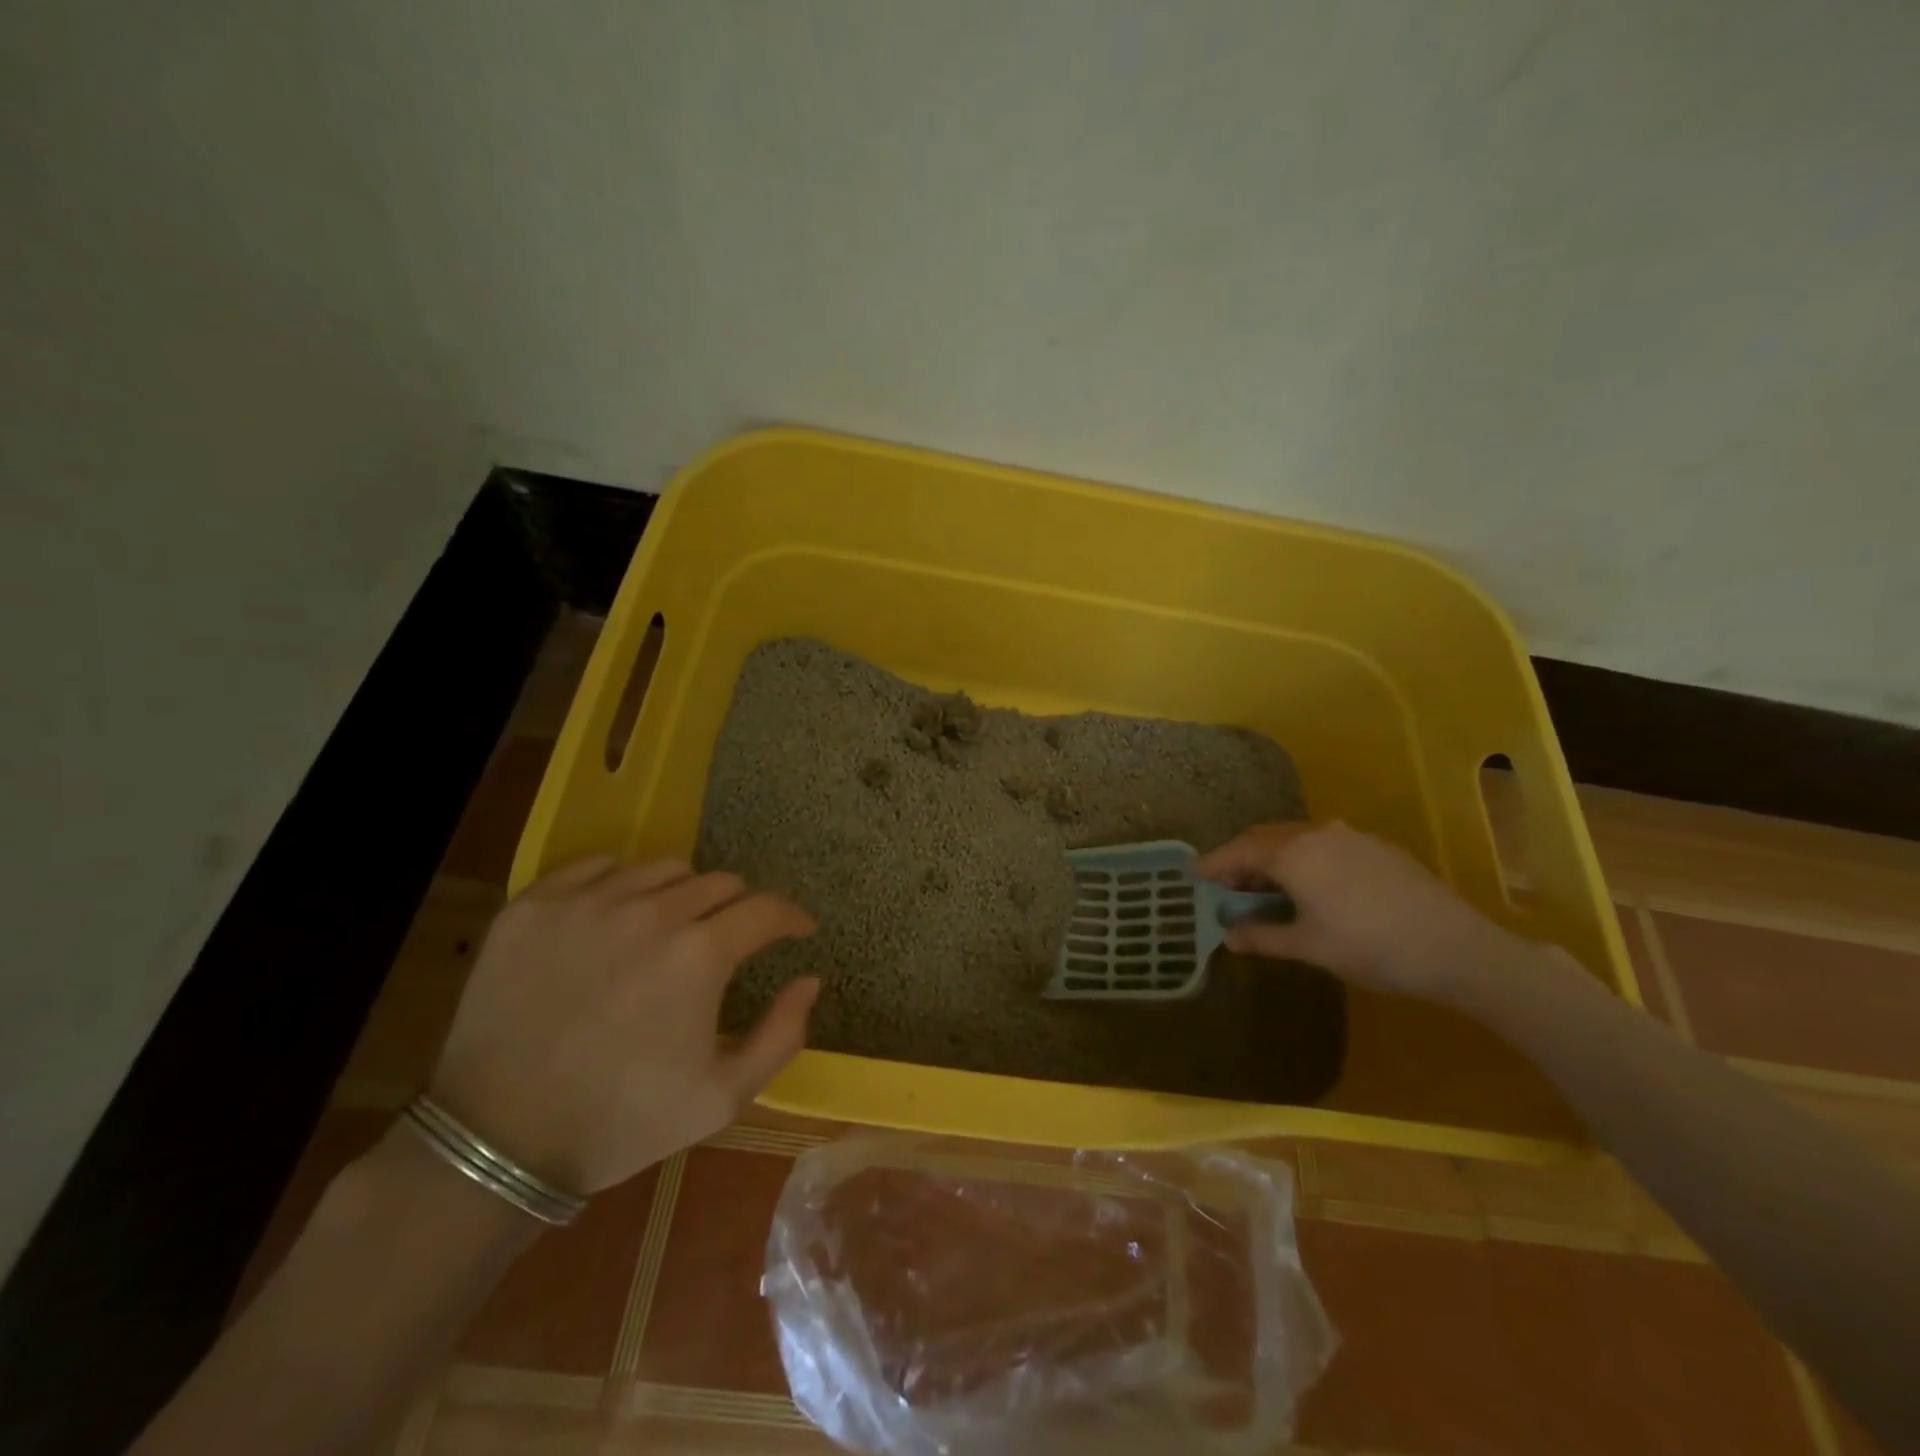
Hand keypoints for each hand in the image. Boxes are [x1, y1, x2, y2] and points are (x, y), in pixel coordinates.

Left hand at [426, 857, 817, 1194]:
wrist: (497, 1141)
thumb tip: (810, 979)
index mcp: (699, 955)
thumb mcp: (722, 1098)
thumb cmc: (620, 1121)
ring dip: (683, 893)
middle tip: (730, 938)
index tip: (798, 929)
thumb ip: (782, 1035)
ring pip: (662, 868)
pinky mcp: (534, 905)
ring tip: (673, 926)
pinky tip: (616, 915)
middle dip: (738, 908)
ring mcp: (587, 902)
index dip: (791, 917)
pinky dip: (621, 882)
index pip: (766, 909)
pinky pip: (598, 866)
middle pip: (718, 882)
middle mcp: (649, 912)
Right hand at [1197, 821, 1511, 1002]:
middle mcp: (1317, 834)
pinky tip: (1312, 885)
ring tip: (1267, 887)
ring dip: (1273, 857)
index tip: (1193, 875)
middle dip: (1241, 858)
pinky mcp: (1377, 846)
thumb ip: (1264, 937)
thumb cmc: (1370, 948)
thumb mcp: (1309, 947)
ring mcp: (1350, 836)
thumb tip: (1229, 937)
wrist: (1456, 948)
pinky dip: (1303, 857)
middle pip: (1265, 837)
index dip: (1213, 863)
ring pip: (1296, 838)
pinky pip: (1324, 843)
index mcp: (1293, 854)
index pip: (1239, 851)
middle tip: (1228, 885)